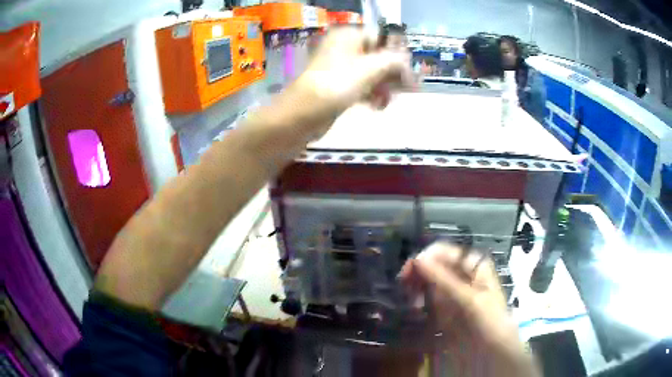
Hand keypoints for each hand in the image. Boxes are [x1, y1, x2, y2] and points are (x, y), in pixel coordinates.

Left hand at [281, 27, 414, 138]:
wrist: (301, 115)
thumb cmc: (336, 85)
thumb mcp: (370, 69)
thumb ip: (393, 62)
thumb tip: (408, 62)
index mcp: (348, 36)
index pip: (382, 38)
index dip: (398, 54)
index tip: (410, 71)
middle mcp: (344, 47)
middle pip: (378, 56)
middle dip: (393, 73)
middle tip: (409, 89)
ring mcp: (341, 67)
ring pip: (372, 72)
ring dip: (384, 86)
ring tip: (388, 101)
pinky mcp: (339, 86)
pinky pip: (362, 85)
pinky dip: (372, 94)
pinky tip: (378, 106)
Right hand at [400, 243, 538, 376]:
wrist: (494, 351)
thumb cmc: (489, 319)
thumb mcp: (469, 299)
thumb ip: (444, 279)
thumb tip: (417, 258)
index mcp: (474, 266)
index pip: (447, 252)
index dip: (428, 256)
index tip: (411, 267)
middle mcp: (462, 275)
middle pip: (435, 265)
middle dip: (420, 271)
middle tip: (404, 281)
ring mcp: (452, 292)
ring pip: (429, 281)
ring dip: (417, 286)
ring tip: (410, 297)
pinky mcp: (444, 309)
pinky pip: (427, 298)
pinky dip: (419, 300)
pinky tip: (415, 306)